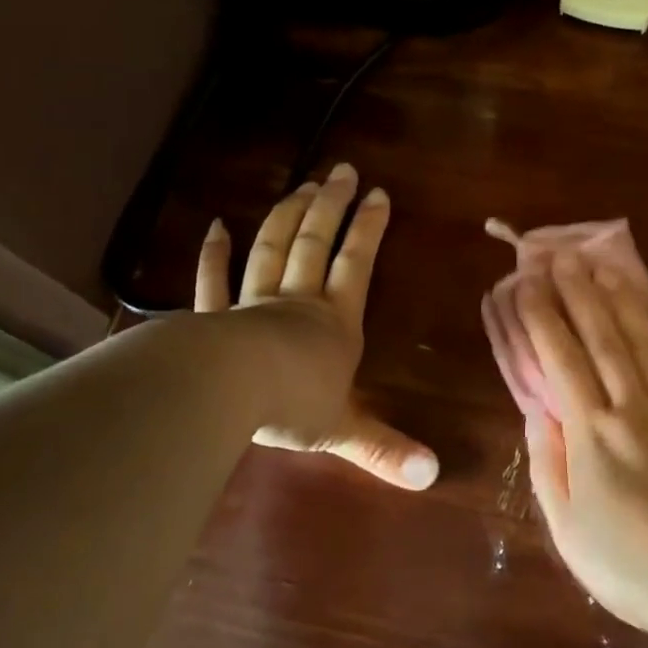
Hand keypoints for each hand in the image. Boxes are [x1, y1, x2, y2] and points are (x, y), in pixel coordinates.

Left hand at [196, 164, 438, 489]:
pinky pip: (214, 279)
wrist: (227, 392)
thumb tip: (433, 476)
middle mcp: (298, 302)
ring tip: (301, 184)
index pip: (356, 266)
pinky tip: (216, 225)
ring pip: (272, 250)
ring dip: (287, 216)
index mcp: (335, 323)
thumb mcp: (346, 431)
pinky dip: (214, 253)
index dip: (368, 229)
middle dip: (330, 206)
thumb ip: (386, 449)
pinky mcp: (214, 317)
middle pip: (315, 244)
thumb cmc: (292, 405)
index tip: (378, 194)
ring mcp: (252, 304)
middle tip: (341, 171)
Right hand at [513, 251, 647, 634]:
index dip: (542, 317)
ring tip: (606, 267)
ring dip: (624, 301)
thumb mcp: (565, 523)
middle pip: (603, 338)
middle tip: (563, 256)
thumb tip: (536, 410)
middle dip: (580, 293)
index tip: (528, 284)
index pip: (561, 359)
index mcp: (592, 432)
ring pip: (646, 344)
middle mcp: (633, 408)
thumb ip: (547, 461)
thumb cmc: (626, 563)